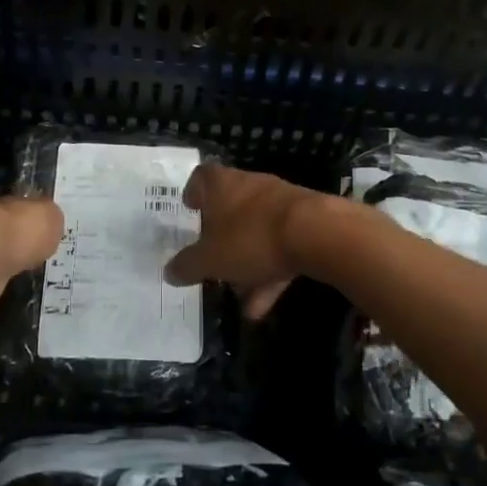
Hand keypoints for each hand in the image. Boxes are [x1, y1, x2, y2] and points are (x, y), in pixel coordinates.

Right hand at [162, 164, 334, 319]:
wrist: (317, 234)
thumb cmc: (251, 237)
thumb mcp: (210, 259)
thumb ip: (187, 265)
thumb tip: (169, 271)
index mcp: (222, 185)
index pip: (201, 177)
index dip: (193, 192)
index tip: (189, 209)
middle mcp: (250, 187)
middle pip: (230, 209)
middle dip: (221, 240)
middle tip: (211, 263)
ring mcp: (280, 205)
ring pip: (256, 234)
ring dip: (246, 266)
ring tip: (239, 300)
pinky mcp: (305, 224)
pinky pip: (279, 249)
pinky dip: (269, 275)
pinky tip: (262, 307)